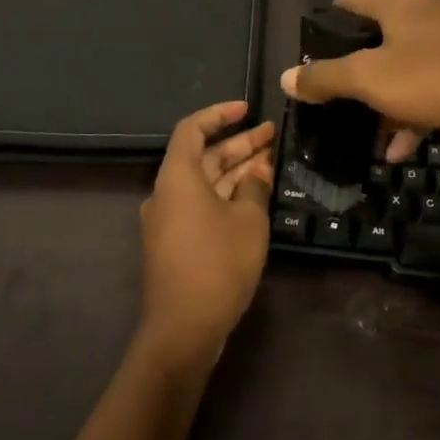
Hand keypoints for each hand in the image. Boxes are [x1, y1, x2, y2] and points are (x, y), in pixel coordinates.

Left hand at [136, 100, 275, 374]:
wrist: (183, 329)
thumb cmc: (217, 265)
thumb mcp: (248, 222)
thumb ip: (254, 188)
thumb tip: (258, 170)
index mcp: (177, 177)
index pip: (192, 129)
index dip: (219, 114)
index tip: (247, 110)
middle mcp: (167, 192)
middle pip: (202, 157)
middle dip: (237, 144)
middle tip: (272, 136)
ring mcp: (169, 219)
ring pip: (204, 183)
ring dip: (235, 170)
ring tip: (270, 161)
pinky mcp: (175, 242)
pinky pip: (201, 205)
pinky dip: (225, 195)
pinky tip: (254, 197)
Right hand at [279, 0, 439, 149]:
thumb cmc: (436, 79)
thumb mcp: (371, 80)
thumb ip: (325, 77)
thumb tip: (285, 77)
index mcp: (398, 3)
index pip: (348, 3)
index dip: (325, 26)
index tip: (311, 54)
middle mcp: (427, 8)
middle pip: (379, 37)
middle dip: (358, 73)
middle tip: (341, 101)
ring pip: (409, 64)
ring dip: (388, 100)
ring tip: (375, 137)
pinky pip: (437, 80)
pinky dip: (418, 106)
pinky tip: (408, 144)